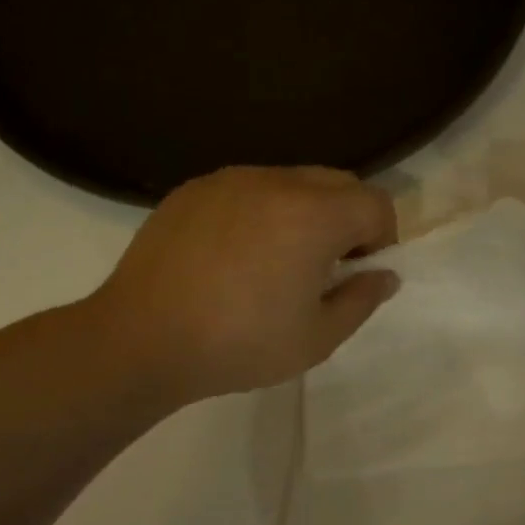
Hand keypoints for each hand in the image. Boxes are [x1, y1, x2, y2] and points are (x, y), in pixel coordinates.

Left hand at [93, 166, 398, 405]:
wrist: (140, 339)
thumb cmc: (239, 345)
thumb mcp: (317, 339)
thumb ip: (361, 301)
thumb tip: (384, 275)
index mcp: (313, 216)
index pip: (376, 203)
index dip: (381, 238)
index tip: (356, 273)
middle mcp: (276, 182)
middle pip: (338, 182)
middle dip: (347, 219)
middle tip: (322, 268)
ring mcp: (229, 180)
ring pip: (291, 181)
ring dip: (303, 213)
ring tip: (274, 262)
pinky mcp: (194, 189)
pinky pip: (247, 188)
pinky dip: (259, 212)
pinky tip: (232, 256)